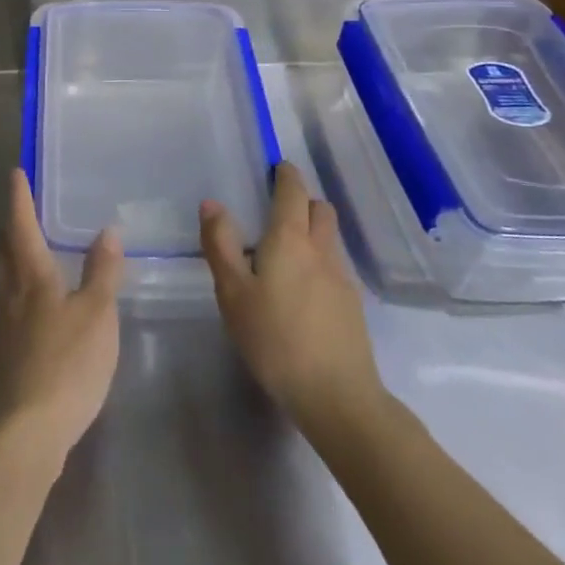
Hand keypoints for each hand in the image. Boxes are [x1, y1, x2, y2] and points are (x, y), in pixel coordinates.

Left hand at [0, 169, 122, 474]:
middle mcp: (8, 295)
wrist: (23, 433)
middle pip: (1, 252)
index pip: (22, 226)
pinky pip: (4, 312)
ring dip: (7, 263)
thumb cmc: (66, 364)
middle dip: (8, 230)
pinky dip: (13, 298)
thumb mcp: (97, 315)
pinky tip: (28, 314)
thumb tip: (107, 231)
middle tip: (17, 215)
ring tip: (22, 258)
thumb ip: (102, 273)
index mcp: (31, 277)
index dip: (19, 199)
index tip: (15, 173)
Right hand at [200, 163, 387, 435]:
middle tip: (277, 209)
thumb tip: (212, 203)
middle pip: (320, 209)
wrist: (337, 396)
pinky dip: (319, 261)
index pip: (293, 191)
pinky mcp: (352, 306)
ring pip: (330, 237)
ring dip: (312, 230)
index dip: (286, 175)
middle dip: (302, 200)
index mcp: (290, 239)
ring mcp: (342, 278)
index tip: (276, 168)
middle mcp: (321, 249)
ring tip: (285, 251)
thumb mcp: (233, 293)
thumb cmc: (275, 339)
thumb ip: (221, 245)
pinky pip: (334, 266)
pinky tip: (301, 289)